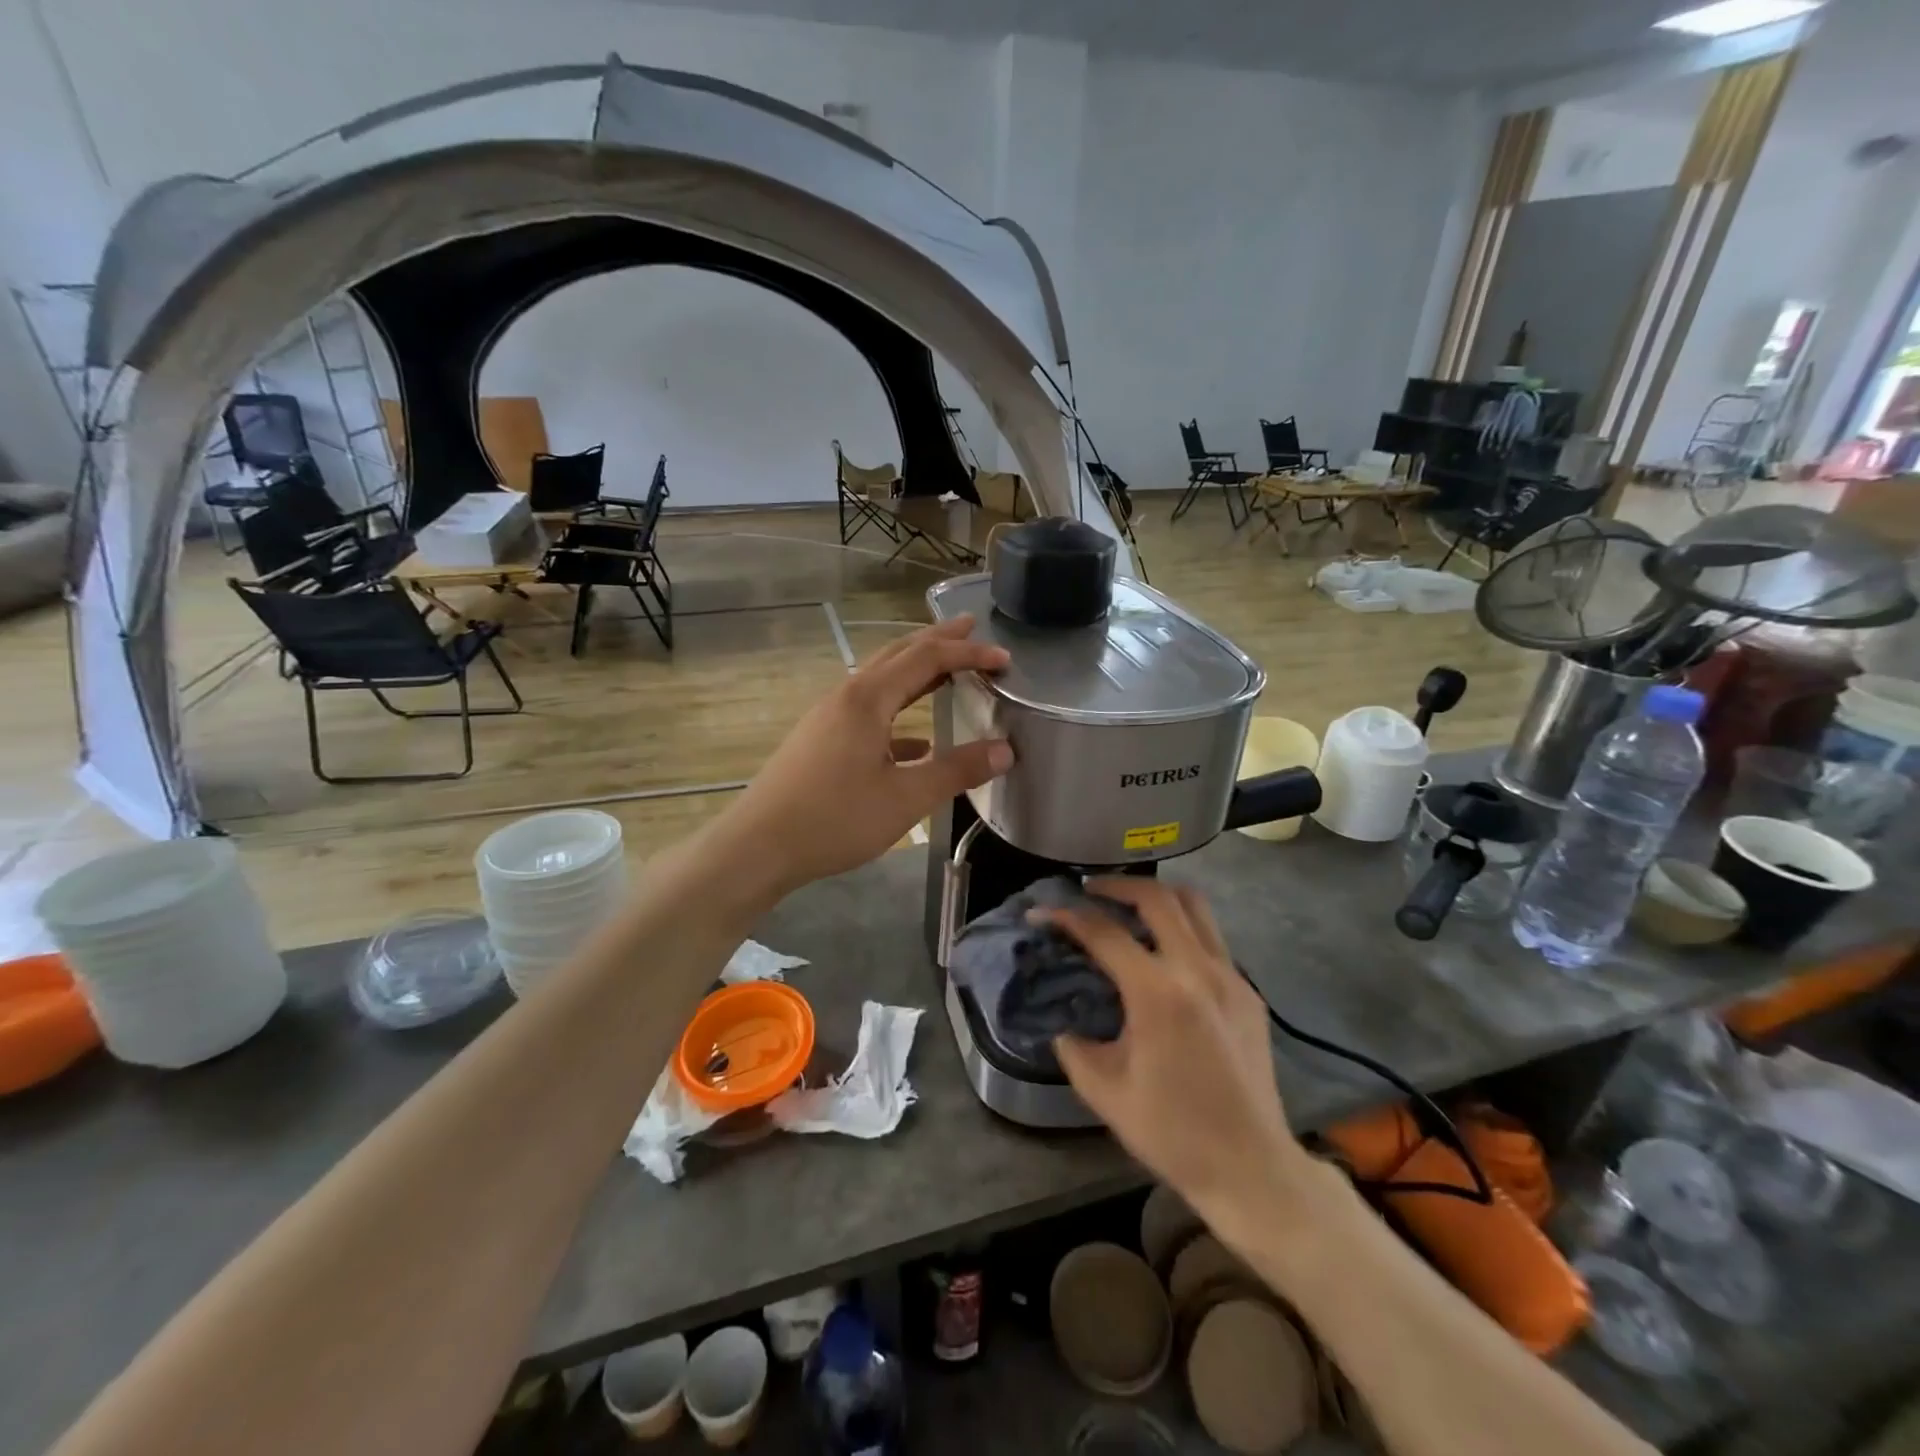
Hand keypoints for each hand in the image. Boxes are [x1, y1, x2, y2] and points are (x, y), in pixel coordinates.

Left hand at [718, 617, 1011, 896]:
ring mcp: (829, 717)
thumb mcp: (905, 798)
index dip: (968, 653)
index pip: (927, 658)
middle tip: (970, 628)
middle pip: (898, 655)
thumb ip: (957, 770)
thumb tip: (1006, 750)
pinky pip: (868, 713)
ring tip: (947, 671)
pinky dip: (898, 715)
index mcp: (868, 698)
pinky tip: (916, 744)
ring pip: (881, 681)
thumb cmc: (835, 819)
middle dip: (937, 641)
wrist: (759, 846)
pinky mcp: (821, 740)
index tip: (1004, 659)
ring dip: (916, 672)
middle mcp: (847, 696)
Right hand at [1038, 880, 1309, 1218]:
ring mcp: (1231, 977)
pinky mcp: (1248, 991)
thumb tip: (1062, 1021)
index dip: (1066, 916)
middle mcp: (1198, 971)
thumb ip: (1073, 1046)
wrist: (1252, 1168)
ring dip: (1156, 896)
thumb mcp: (1104, 1092)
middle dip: (1116, 885)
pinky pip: (1212, 938)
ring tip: (1128, 906)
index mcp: (1158, 995)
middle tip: (1088, 891)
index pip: (1104, 933)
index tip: (1041, 913)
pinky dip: (1182, 928)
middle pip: (1157, 898)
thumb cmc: (1173, 1133)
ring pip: (1195, 906)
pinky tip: (1164, 954)